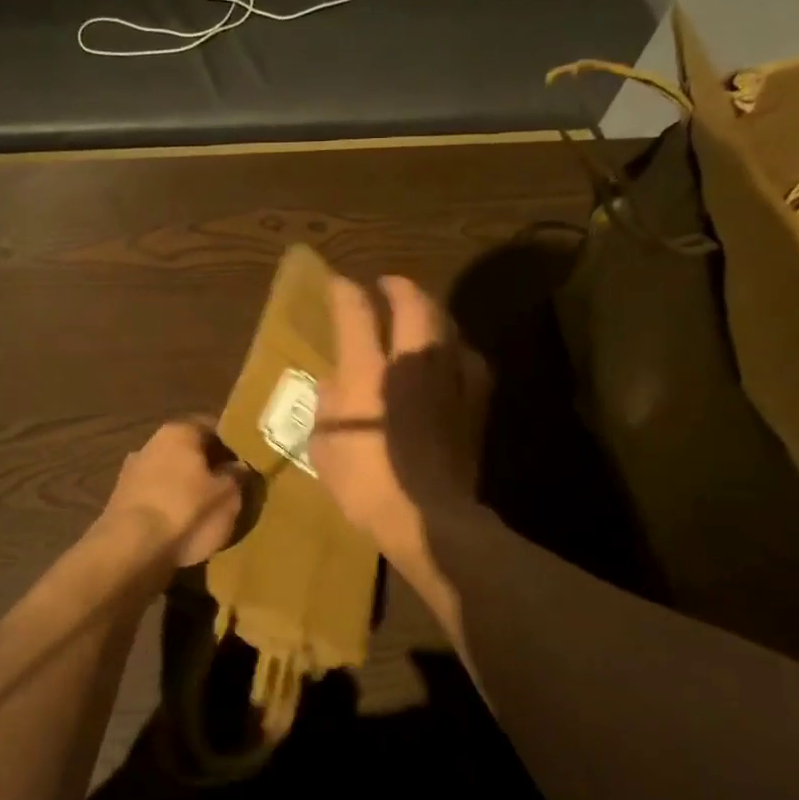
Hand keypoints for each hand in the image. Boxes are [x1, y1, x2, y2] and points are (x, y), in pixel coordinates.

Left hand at [101, 419, 248, 568]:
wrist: (130, 549)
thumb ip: (236, 477)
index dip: (231, 443)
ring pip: (169, 474)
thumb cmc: (185, 511)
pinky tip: (181, 525)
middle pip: (187, 450)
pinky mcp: (121, 501)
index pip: (212, 427)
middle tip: (229, 485)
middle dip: (207, 465)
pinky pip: (155, 497)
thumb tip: (239, 466)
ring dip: (185, 487)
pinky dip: (168, 506)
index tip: (245, 460)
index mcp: (179, 432)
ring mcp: (131, 472)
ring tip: (206, 509)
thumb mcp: (227, 496)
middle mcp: (151, 444)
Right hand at [311, 274, 488, 588]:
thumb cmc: (364, 482)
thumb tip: (336, 382)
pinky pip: (471, 361)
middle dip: (398, 286)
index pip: (356, 311)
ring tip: (421, 315)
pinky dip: (458, 351)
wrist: (427, 517)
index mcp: (368, 371)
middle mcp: (412, 362)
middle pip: (413, 303)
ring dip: (431, 313)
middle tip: (387, 285)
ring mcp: (449, 380)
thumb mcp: (323, 445)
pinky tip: (453, 359)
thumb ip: (327, 404)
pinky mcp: (475, 403)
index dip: (345, 290)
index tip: (338, 282)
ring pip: (447, 326)